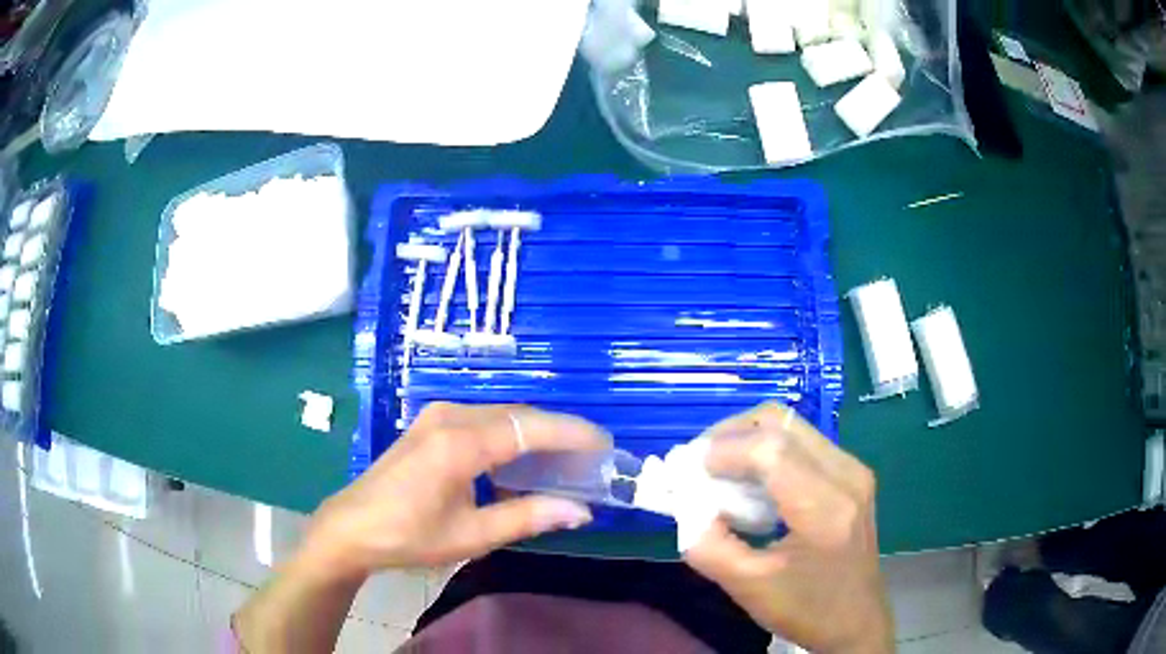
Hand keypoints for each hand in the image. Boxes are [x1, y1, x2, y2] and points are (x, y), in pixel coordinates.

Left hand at [299, 402, 610, 577]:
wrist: (352, 526)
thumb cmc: (409, 535)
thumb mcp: (472, 535)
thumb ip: (528, 517)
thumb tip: (581, 511)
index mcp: (461, 442)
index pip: (531, 427)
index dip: (573, 434)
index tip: (605, 446)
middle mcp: (451, 416)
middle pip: (519, 415)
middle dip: (558, 433)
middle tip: (590, 459)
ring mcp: (437, 416)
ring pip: (501, 415)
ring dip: (534, 435)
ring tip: (563, 463)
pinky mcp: (430, 424)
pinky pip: (482, 421)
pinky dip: (508, 438)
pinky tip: (518, 465)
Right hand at [683, 403, 892, 653]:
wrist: (856, 620)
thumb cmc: (806, 609)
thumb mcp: (748, 587)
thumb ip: (708, 546)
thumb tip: (687, 505)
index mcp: (825, 508)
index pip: (771, 450)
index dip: (724, 450)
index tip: (688, 471)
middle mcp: (847, 475)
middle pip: (781, 422)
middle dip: (731, 434)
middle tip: (700, 464)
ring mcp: (854, 469)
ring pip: (792, 426)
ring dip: (749, 440)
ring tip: (721, 472)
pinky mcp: (852, 474)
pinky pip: (803, 442)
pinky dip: (768, 450)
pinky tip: (752, 481)